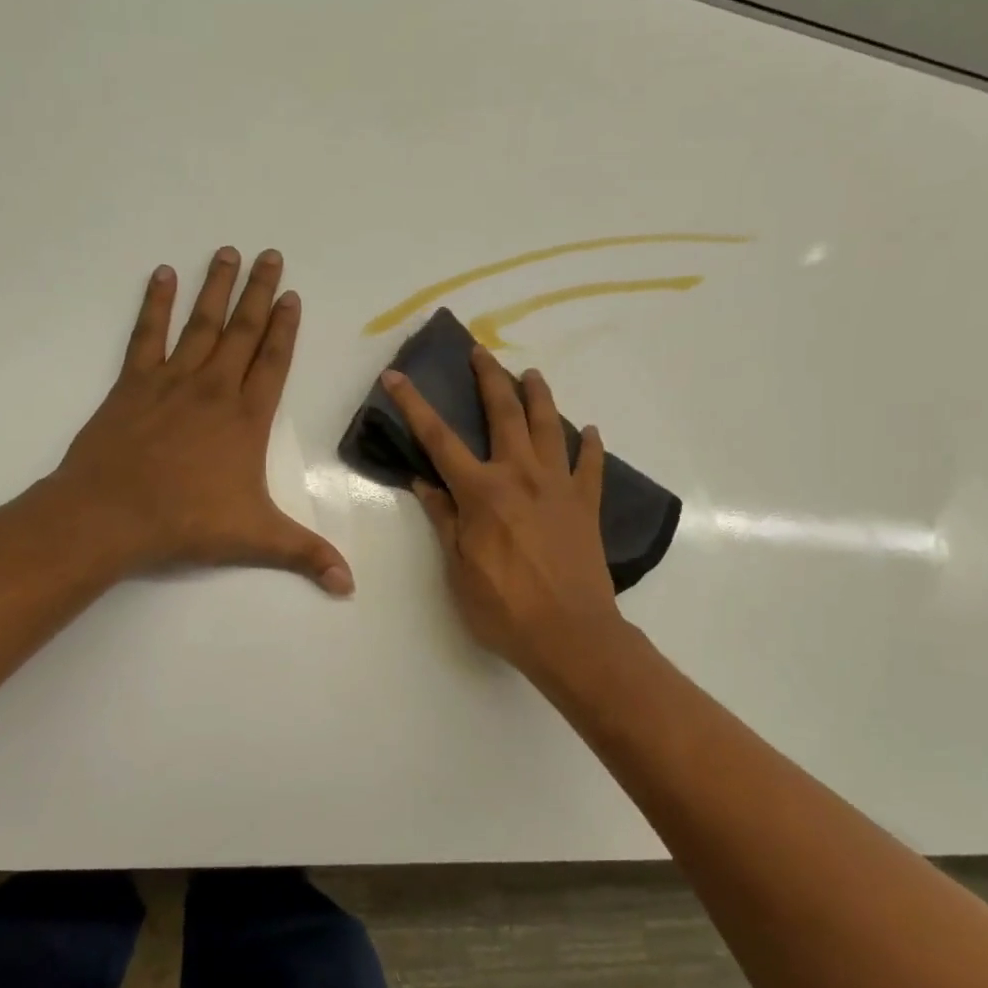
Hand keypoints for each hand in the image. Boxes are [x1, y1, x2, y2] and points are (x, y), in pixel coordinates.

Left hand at [39, 248, 352, 594]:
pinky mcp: (133, 384)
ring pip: (201, 324)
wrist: (112, 515)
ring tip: (227, 251)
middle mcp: (214, 389)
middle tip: (270, 254)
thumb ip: (306, 554)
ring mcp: (172, 381)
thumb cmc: (187, 522)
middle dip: (259, 292)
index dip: (285, 328)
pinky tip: (162, 276)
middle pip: (242, 331)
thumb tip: (350, 585)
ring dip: (216, 288)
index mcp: (246, 419)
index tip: (292, 294)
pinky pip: (147, 335)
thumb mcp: (256, 539)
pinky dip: (155, 304)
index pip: (274, 362)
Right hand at [382, 346, 621, 672]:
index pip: (439, 439)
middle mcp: (520, 476)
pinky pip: (591, 465)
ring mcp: (559, 487)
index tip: (396, 376)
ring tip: (531, 374)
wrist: (570, 634)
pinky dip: (590, 445)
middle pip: (503, 414)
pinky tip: (589, 431)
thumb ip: (444, 519)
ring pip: (549, 427)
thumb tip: (424, 482)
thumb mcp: (458, 568)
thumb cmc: (504, 608)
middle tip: (480, 352)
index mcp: (481, 491)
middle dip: (489, 378)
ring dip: (539, 396)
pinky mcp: (586, 505)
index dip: (415, 405)